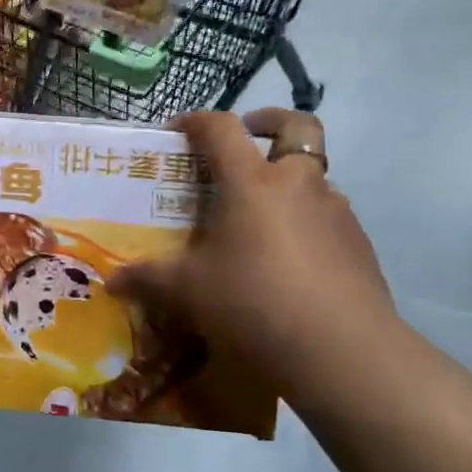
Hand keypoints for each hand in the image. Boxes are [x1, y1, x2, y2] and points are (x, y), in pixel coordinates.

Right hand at [109, 108, 396, 404]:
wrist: (342, 351)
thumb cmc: (254, 302)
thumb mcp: (189, 291)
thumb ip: (148, 279)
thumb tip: (112, 281)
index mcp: (252, 181)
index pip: (222, 128)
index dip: (196, 120)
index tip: (176, 130)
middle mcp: (298, 183)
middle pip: (297, 126)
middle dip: (270, 121)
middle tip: (250, 134)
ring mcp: (336, 211)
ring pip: (314, 174)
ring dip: (290, 179)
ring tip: (262, 216)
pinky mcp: (359, 243)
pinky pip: (328, 215)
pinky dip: (307, 220)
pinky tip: (290, 259)